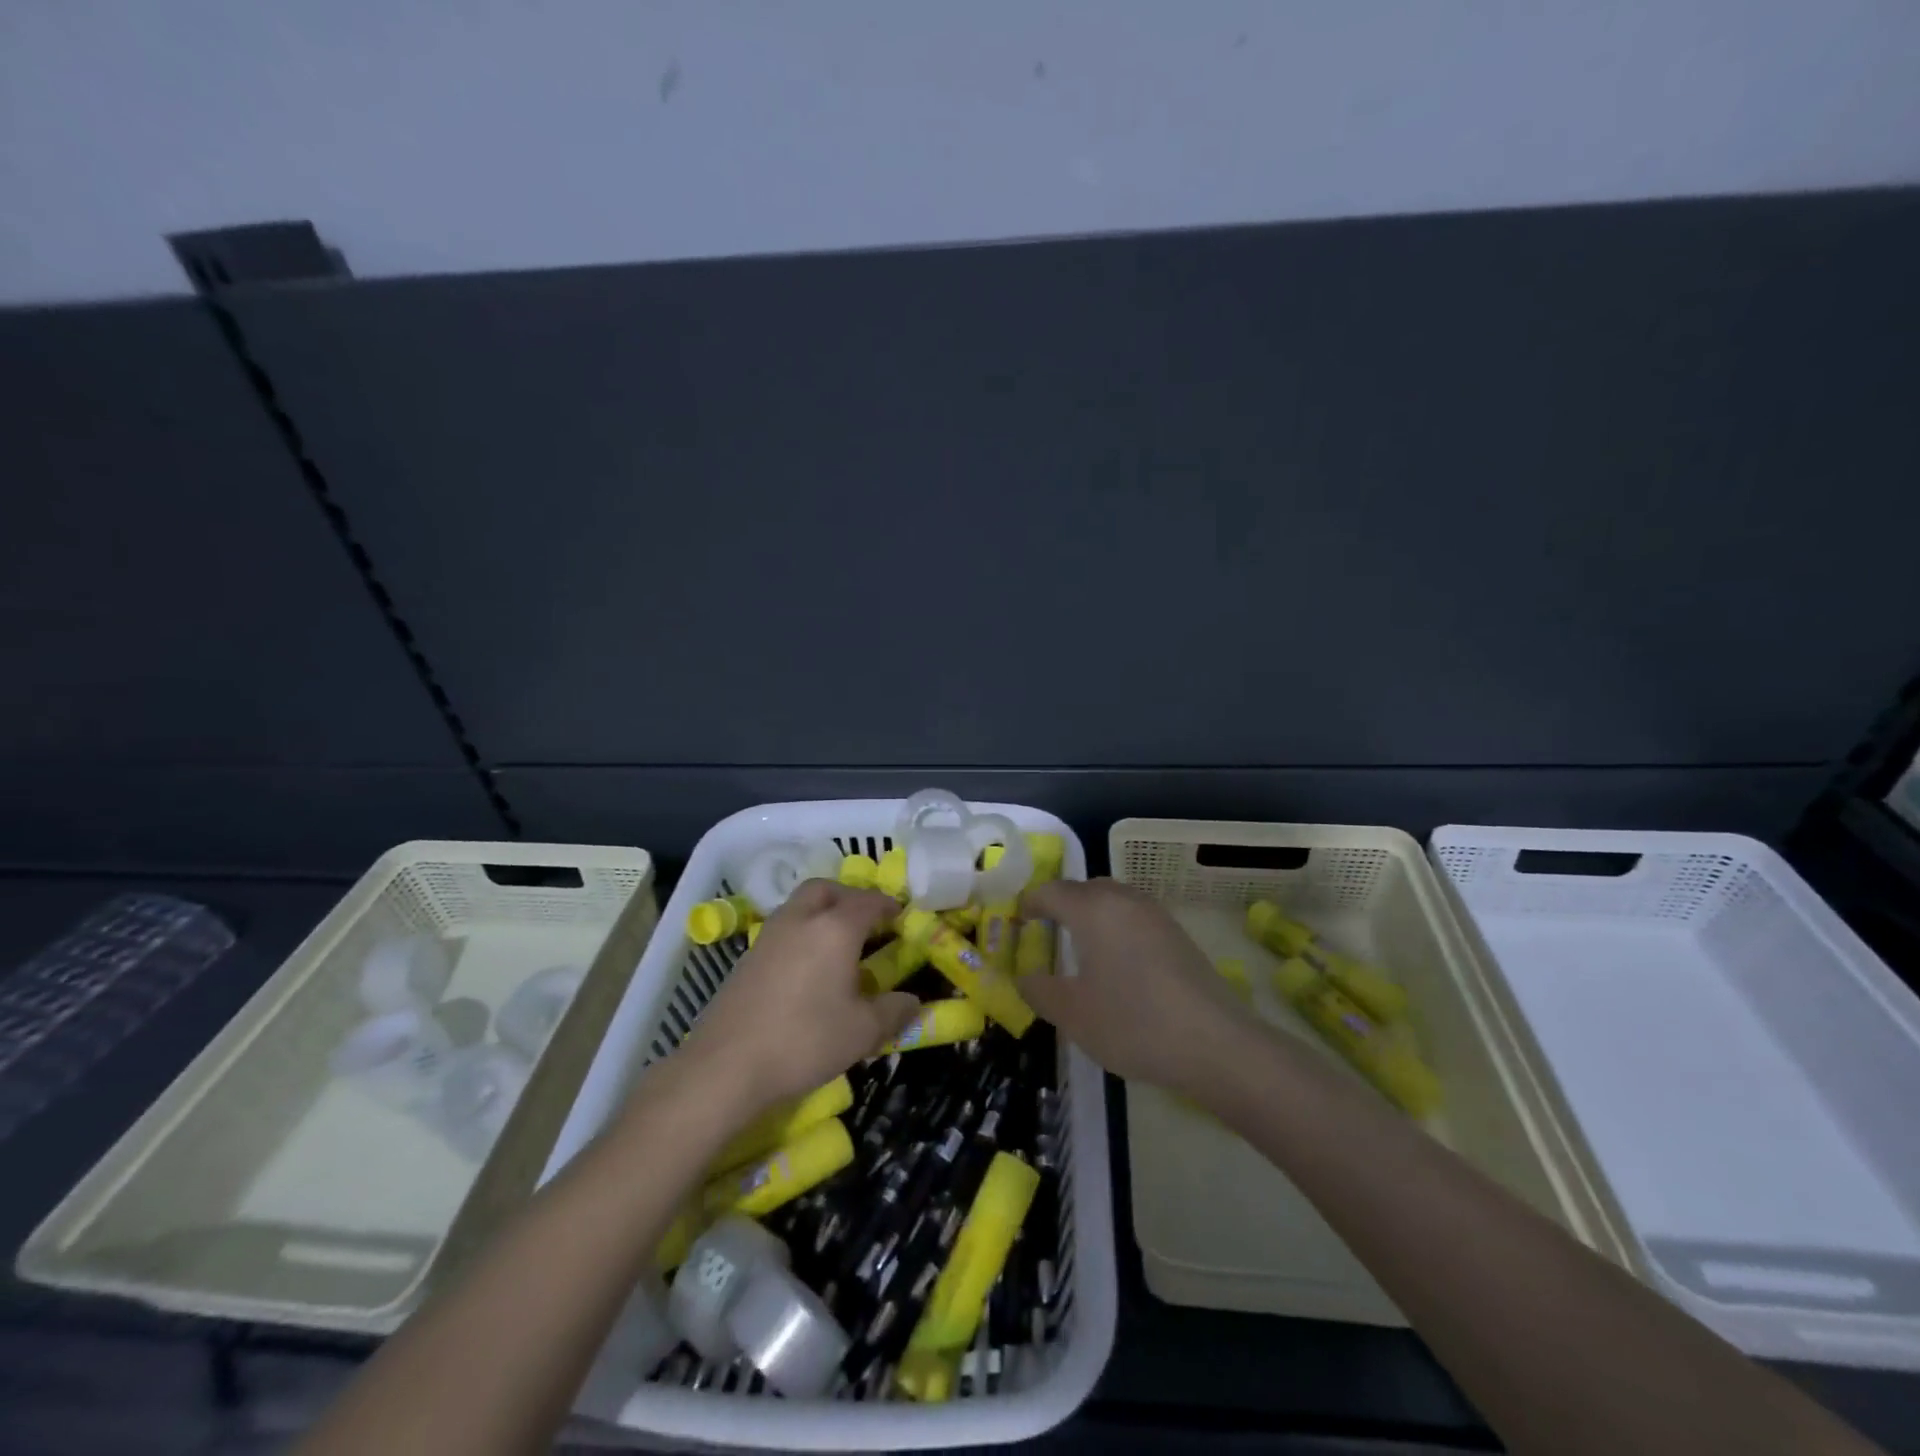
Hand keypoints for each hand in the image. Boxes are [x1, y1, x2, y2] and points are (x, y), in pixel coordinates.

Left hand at [675, 880, 917, 1120]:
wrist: (726, 1066)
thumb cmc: (805, 1040)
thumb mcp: (863, 1032)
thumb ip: (894, 1011)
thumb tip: (913, 1001)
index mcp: (835, 928)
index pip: (868, 901)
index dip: (889, 906)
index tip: (902, 917)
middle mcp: (801, 919)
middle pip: (827, 889)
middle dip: (850, 897)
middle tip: (867, 922)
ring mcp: (769, 935)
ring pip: (800, 905)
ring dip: (822, 912)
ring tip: (838, 945)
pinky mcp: (747, 957)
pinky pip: (783, 929)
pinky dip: (801, 933)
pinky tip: (807, 968)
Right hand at [1019, 878, 1256, 1098]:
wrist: (1215, 1043)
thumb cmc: (1132, 1023)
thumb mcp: (1072, 1015)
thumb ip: (1039, 991)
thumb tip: (1025, 977)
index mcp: (1092, 909)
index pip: (1050, 891)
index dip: (1029, 903)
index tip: (1017, 922)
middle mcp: (1123, 900)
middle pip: (1084, 889)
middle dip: (1061, 904)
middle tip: (1046, 932)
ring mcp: (1155, 914)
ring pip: (1113, 900)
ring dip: (1091, 914)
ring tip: (1081, 947)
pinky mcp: (1177, 933)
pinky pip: (1134, 916)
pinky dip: (1116, 927)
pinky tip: (1118, 962)